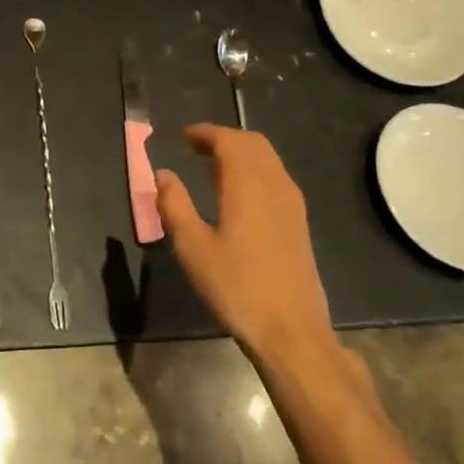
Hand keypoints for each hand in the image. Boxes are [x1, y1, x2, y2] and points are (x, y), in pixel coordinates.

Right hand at [156, 125, 332, 361]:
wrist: (291, 329)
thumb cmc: (236, 287)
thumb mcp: (193, 247)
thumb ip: (175, 205)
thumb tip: (163, 175)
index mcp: (248, 184)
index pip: (229, 141)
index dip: (206, 133)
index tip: (185, 136)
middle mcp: (275, 184)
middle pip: (253, 143)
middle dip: (225, 139)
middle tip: (197, 148)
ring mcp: (292, 202)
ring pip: (268, 159)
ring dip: (242, 154)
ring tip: (213, 168)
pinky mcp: (299, 221)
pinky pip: (276, 177)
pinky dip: (255, 170)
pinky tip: (238, 195)